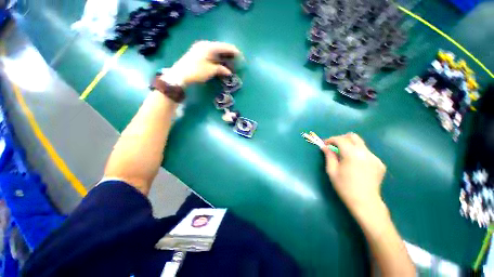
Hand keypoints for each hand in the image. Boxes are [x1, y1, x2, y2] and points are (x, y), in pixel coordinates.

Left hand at [167, 41, 241, 87]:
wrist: (179, 75)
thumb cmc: (196, 72)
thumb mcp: (211, 71)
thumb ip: (221, 69)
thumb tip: (229, 72)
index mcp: (209, 47)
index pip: (225, 47)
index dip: (234, 52)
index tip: (242, 58)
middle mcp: (205, 45)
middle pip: (221, 48)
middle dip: (230, 54)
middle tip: (237, 62)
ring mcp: (201, 49)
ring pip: (216, 51)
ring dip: (224, 57)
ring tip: (231, 64)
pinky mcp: (198, 54)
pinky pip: (212, 54)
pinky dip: (218, 59)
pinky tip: (221, 64)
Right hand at [321, 133, 386, 214]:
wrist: (365, 202)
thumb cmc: (345, 187)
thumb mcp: (332, 171)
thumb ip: (329, 156)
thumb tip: (325, 147)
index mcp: (352, 154)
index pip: (340, 139)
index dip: (331, 139)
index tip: (325, 144)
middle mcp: (365, 153)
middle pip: (353, 137)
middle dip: (341, 138)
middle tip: (334, 146)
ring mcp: (375, 158)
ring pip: (360, 144)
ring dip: (350, 146)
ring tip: (344, 156)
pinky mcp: (379, 163)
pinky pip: (366, 153)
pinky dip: (358, 153)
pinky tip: (355, 164)